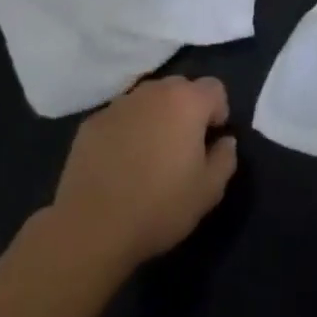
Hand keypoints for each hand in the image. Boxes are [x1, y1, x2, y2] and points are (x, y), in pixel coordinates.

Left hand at [49, 76, 238, 273]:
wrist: (91, 228)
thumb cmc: (159, 206)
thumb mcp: (208, 191)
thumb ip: (225, 158)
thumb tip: (224, 141)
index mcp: (187, 101)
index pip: (214, 88)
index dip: (217, 112)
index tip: (210, 141)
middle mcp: (153, 91)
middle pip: (180, 88)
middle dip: (186, 110)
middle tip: (181, 147)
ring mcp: (119, 104)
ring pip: (147, 100)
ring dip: (155, 117)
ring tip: (148, 154)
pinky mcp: (91, 122)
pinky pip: (120, 117)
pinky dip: (126, 130)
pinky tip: (119, 163)